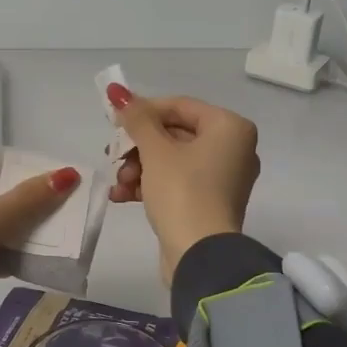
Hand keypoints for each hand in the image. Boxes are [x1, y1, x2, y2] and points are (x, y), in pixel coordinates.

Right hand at [106, 86, 259, 282]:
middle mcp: (234, 148)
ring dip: (139, 168)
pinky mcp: (210, 202)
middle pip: (174, 134)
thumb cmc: (182, 192)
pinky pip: (178, 182)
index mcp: (230, 127)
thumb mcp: (155, 150)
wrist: (200, 255)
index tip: (114, 121)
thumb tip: (117, 91)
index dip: (143, 111)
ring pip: (172, 160)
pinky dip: (151, 185)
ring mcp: (224, 178)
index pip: (180, 106)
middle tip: (112, 156)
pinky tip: (123, 196)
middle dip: (138, 147)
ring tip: (119, 183)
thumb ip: (136, 119)